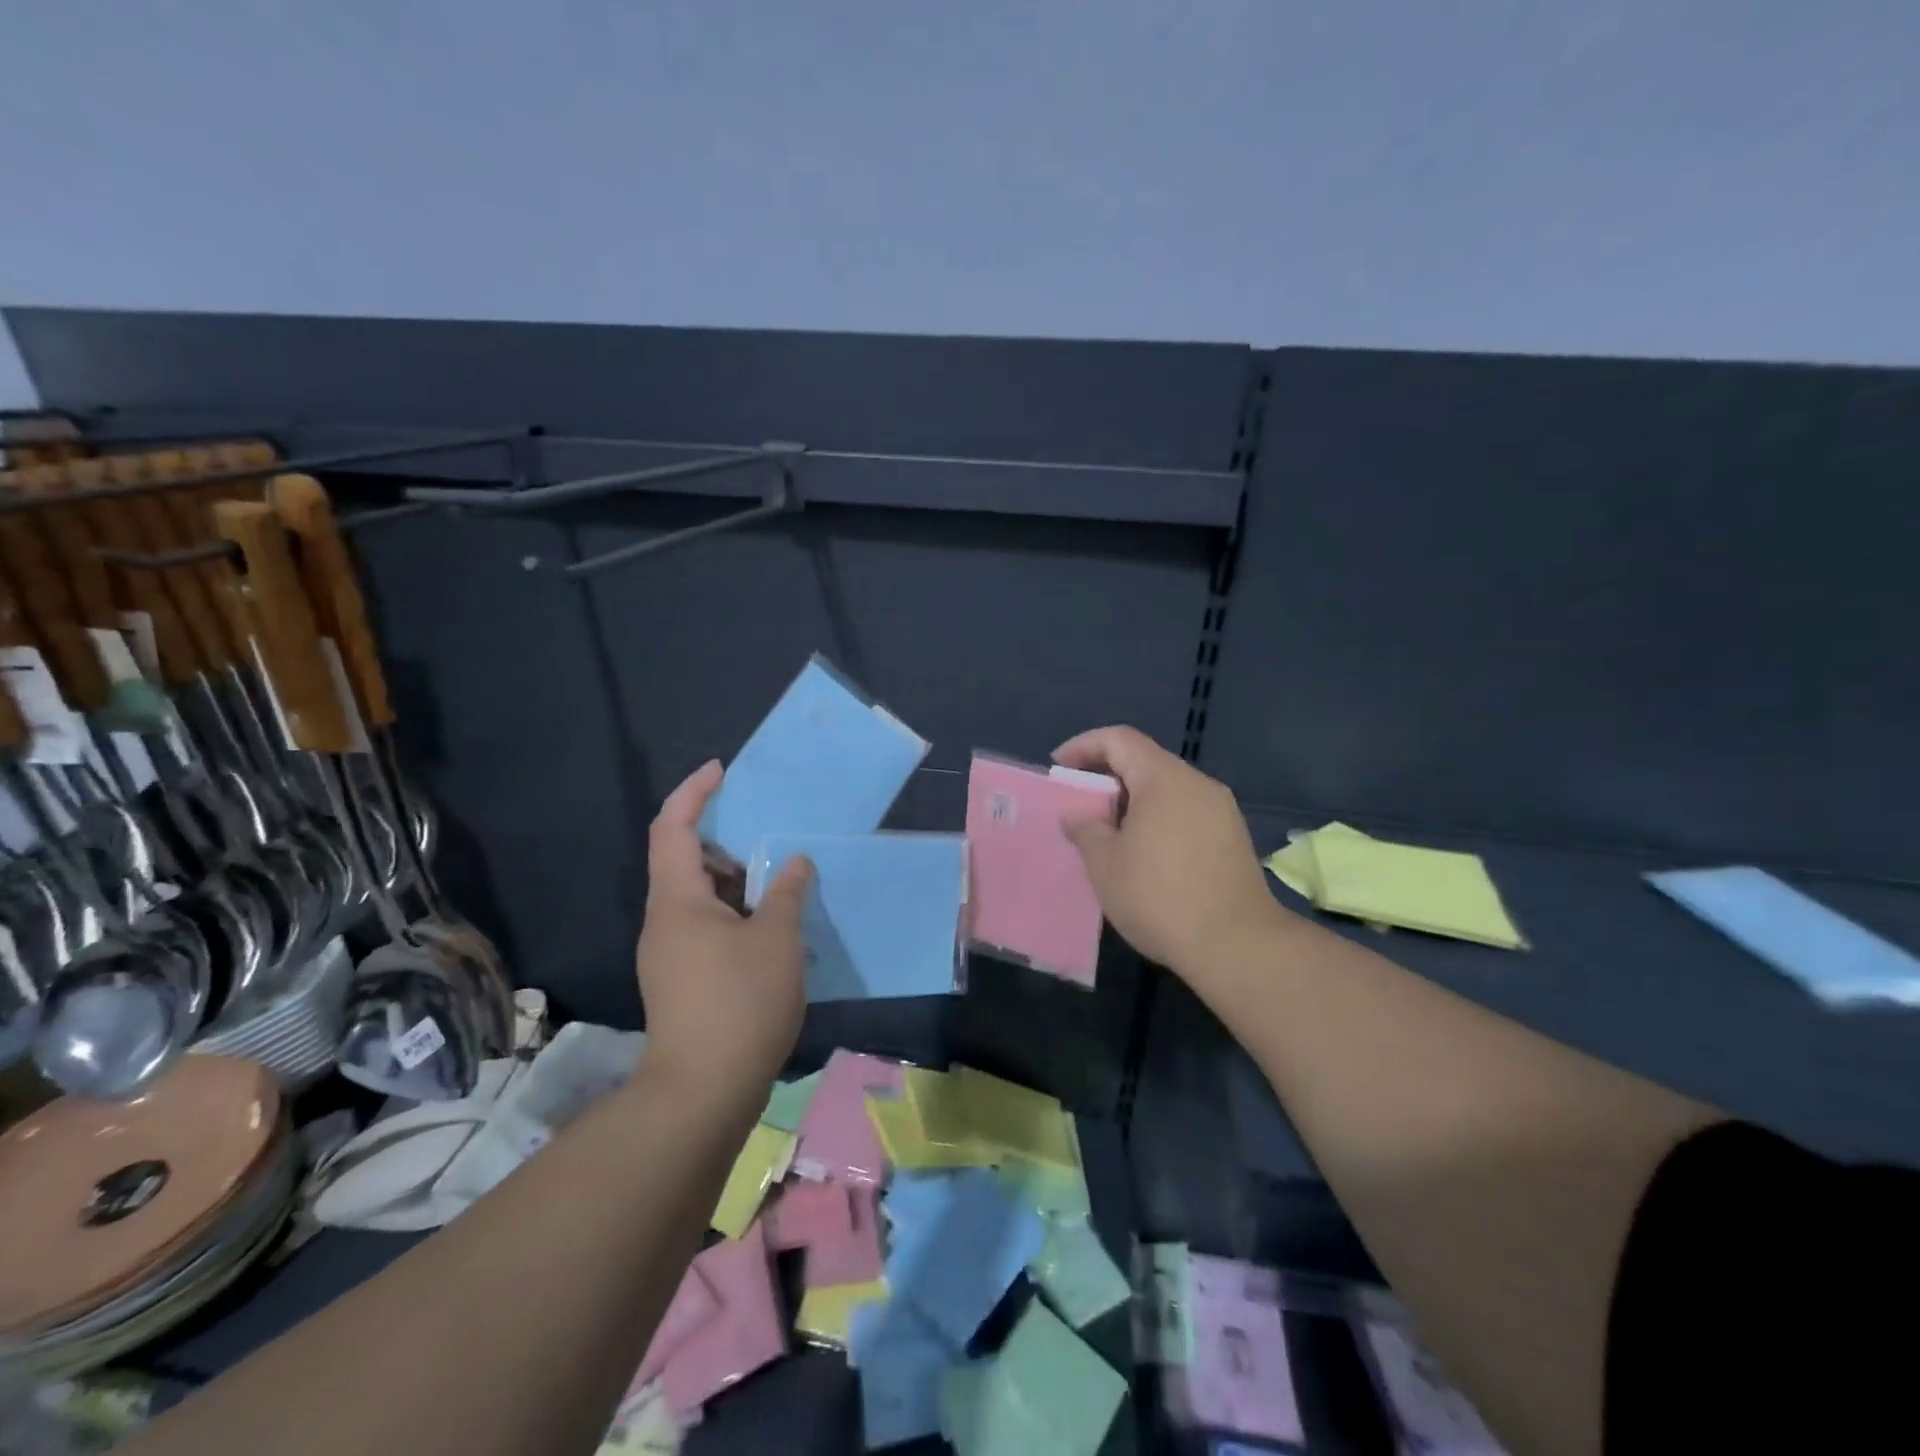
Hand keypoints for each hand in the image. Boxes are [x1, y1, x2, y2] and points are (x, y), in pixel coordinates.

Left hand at [634, 760, 813, 1099]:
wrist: (703, 1092)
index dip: (694, 792)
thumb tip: (793, 863)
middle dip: (726, 840)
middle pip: (686, 861)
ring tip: (781, 876)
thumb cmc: (739, 1002)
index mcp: (677, 900)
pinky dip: (737, 913)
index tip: (722, 770)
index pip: (673, 827)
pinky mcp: (683, 981)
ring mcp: (671, 954)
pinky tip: (774, 925)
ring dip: (737, 881)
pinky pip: (709, 927)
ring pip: (701, 898)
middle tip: (770, 831)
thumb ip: (785, 892)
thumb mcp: (776, 939)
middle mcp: (665, 920)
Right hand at [1053, 726, 1285, 982]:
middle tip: (1078, 804)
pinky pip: (1184, 812)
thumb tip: (1077, 813)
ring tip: (1106, 832)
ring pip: (1166, 790)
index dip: (1083, 746)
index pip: (1119, 739)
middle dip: (1106, 776)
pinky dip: (1156, 819)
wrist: (1237, 946)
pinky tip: (1142, 853)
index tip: (1058, 768)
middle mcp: (1197, 784)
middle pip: (1144, 762)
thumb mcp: (1105, 864)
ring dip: (1131, 801)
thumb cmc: (1159, 897)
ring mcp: (1220, 811)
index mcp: (1164, 779)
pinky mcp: (1232, 838)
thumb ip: (1085, 828)